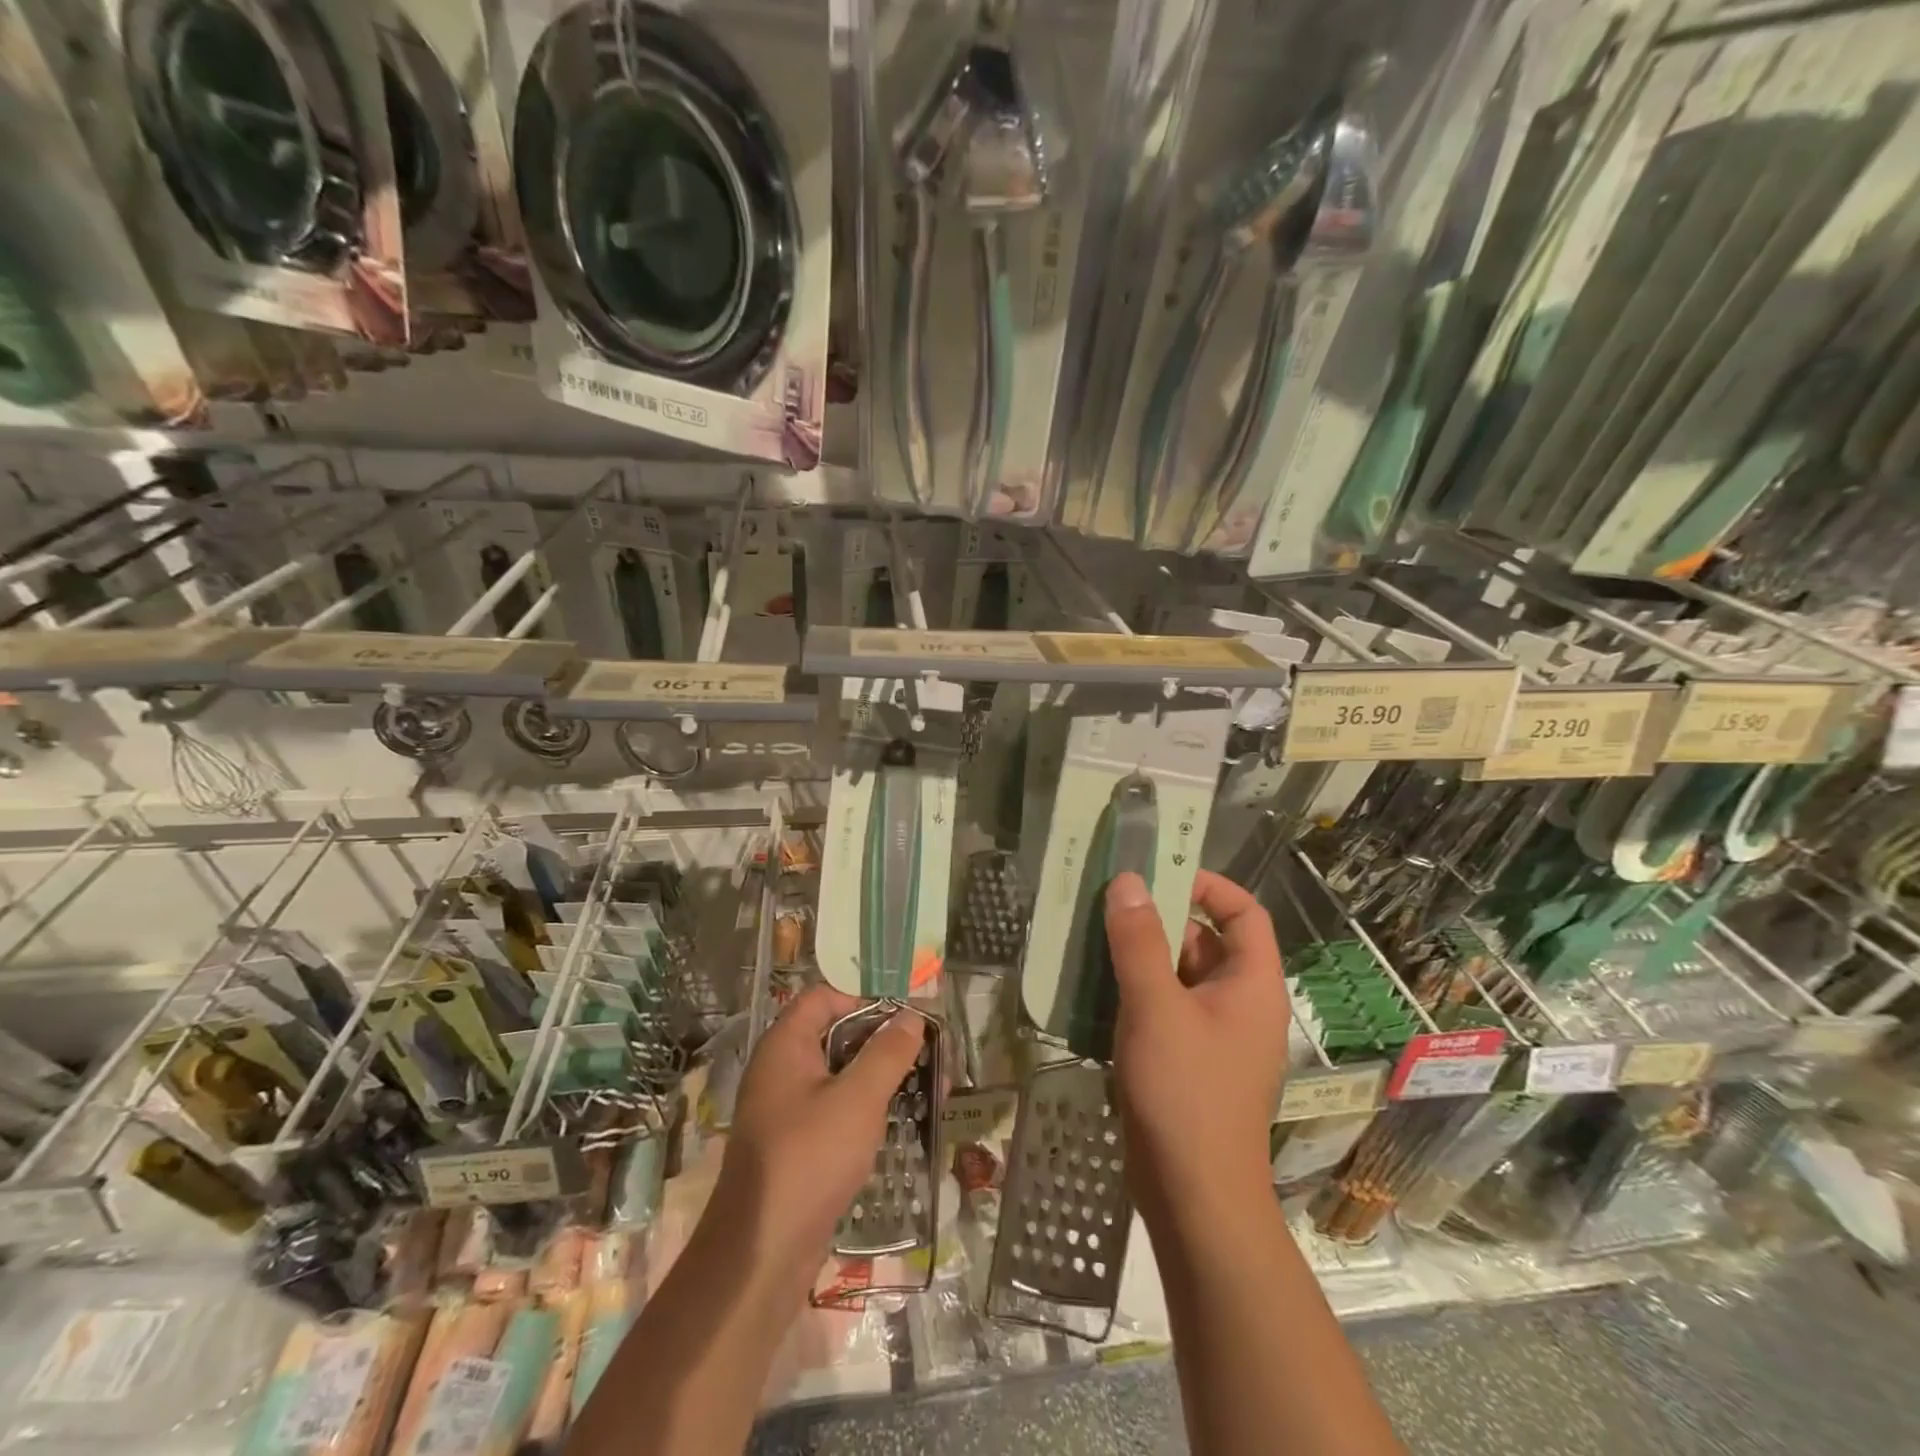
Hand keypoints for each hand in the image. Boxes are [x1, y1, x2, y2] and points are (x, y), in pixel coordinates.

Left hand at [717, 984, 925, 1264]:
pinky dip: (864, 1108)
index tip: (903, 1022)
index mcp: (785, 1045)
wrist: (761, 1252)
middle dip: (881, 1042)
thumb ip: (887, 1054)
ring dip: (879, 1077)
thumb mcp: (858, 1099)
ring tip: (924, 1091)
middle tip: (925, 1057)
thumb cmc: (809, 1159)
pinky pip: (833, 1108)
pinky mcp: (795, 1143)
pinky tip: (896, 1124)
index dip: (864, 1000)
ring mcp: (785, 1108)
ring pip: (838, 1074)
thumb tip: (911, 1017)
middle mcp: (780, 1068)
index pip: (824, 997)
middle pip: (835, 1034)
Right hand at [1103, 870, 1287, 1218]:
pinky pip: (1162, 1010)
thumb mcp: (1157, 1007)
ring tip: (1090, 938)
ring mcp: (1213, 1036)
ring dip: (1138, 957)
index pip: (1245, 913)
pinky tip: (1092, 990)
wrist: (1194, 1199)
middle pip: (1204, 942)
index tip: (1160, 874)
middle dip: (1158, 920)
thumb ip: (1139, 942)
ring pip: (1177, 977)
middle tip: (1108, 902)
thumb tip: (1128, 881)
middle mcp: (1239, 1005)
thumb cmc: (1186, 1093)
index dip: (1208, 886)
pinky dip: (1133, 993)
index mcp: (1251, 984)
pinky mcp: (1186, 1063)